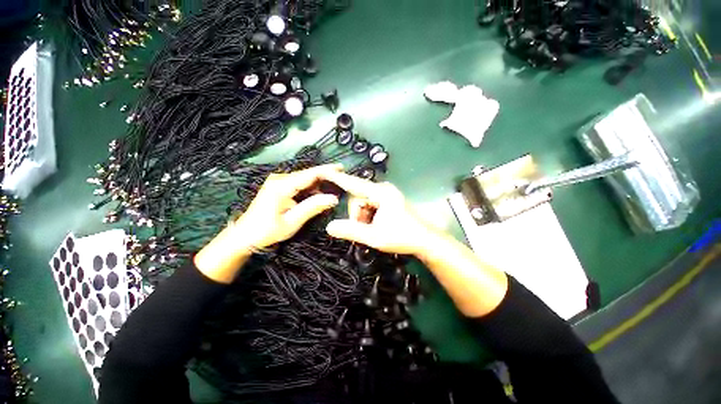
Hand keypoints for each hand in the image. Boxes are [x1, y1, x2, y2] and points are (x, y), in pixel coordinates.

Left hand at [233, 164, 342, 248]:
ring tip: (336, 186)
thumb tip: (333, 198)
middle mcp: (280, 179)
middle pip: (308, 174)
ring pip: (305, 178)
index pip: (309, 174)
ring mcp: (278, 181)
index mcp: (281, 186)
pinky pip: (299, 184)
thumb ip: (312, 208)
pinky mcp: (279, 186)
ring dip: (320, 182)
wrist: (244, 236)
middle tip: (343, 179)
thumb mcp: (291, 222)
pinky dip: (311, 188)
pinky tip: (321, 193)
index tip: (342, 169)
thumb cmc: (266, 231)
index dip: (327, 171)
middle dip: (326, 176)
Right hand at [323, 172, 437, 255]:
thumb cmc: (402, 237)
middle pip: (358, 199)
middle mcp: (383, 189)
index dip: (338, 179)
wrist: (426, 241)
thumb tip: (329, 227)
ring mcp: (387, 194)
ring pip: (363, 203)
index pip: (354, 184)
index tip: (324, 171)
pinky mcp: (389, 200)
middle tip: (365, 231)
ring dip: (363, 218)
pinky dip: (369, 217)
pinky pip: (371, 205)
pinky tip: (377, 226)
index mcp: (380, 193)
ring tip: (373, 231)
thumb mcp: (374, 237)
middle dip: (357, 216)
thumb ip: (351, 231)